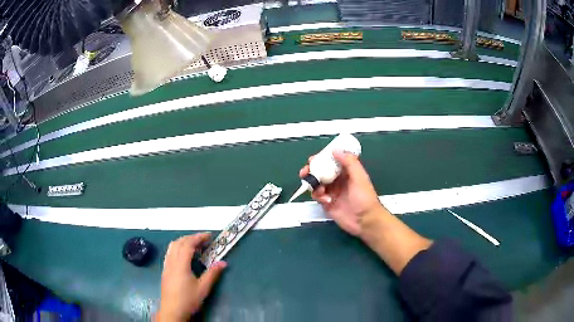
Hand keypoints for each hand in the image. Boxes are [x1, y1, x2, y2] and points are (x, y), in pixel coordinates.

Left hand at [157, 234, 226, 321]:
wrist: (172, 310)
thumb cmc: (188, 299)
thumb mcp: (203, 288)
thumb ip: (212, 274)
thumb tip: (223, 262)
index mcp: (181, 264)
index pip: (188, 244)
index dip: (198, 237)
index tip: (209, 236)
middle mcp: (172, 261)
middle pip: (179, 242)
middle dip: (191, 238)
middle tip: (204, 240)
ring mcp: (166, 265)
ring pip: (172, 246)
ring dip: (183, 241)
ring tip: (195, 245)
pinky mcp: (165, 270)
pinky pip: (170, 252)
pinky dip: (178, 248)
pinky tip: (184, 255)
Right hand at [299, 151, 381, 235]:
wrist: (365, 221)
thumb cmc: (365, 198)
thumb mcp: (359, 177)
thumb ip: (349, 162)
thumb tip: (335, 150)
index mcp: (346, 172)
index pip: (331, 162)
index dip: (321, 159)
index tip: (313, 159)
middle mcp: (338, 181)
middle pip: (321, 172)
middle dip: (311, 171)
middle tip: (305, 172)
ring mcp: (332, 192)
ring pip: (317, 184)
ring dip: (314, 185)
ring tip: (319, 189)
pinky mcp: (327, 204)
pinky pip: (317, 197)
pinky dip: (318, 196)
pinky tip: (325, 200)